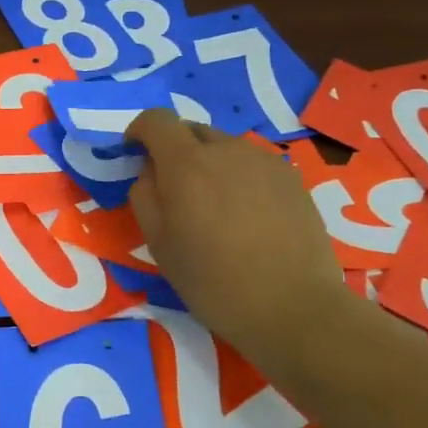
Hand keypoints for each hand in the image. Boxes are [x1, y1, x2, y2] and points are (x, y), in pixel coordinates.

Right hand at [125, 111, 343, 354]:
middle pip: (191, 130)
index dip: (139, 131)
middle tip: (173, 191)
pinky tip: (246, 216)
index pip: (156, 120)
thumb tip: (150, 170)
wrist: (293, 307)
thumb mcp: (159, 244)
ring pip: (224, 147)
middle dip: (174, 150)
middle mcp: (226, 149)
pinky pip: (251, 164)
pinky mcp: (291, 177)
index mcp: (187, 164)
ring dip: (208, 164)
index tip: (134, 154)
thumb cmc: (213, 281)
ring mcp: (264, 160)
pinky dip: (237, 177)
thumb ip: (144, 196)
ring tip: (214, 208)